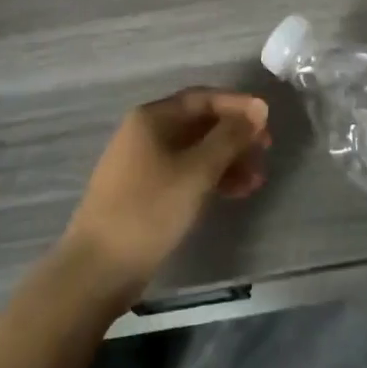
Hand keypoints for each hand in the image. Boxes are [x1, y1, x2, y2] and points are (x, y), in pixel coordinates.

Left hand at [59, 88, 271, 301]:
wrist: (98, 269)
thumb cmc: (149, 210)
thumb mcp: (197, 171)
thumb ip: (230, 137)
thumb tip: (258, 110)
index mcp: (152, 118)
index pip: (203, 98)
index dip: (237, 105)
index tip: (268, 119)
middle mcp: (145, 133)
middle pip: (199, 123)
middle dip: (234, 135)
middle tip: (266, 150)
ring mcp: (142, 163)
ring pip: (194, 151)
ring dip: (226, 160)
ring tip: (256, 179)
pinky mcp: (144, 192)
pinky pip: (184, 172)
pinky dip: (210, 178)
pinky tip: (234, 192)